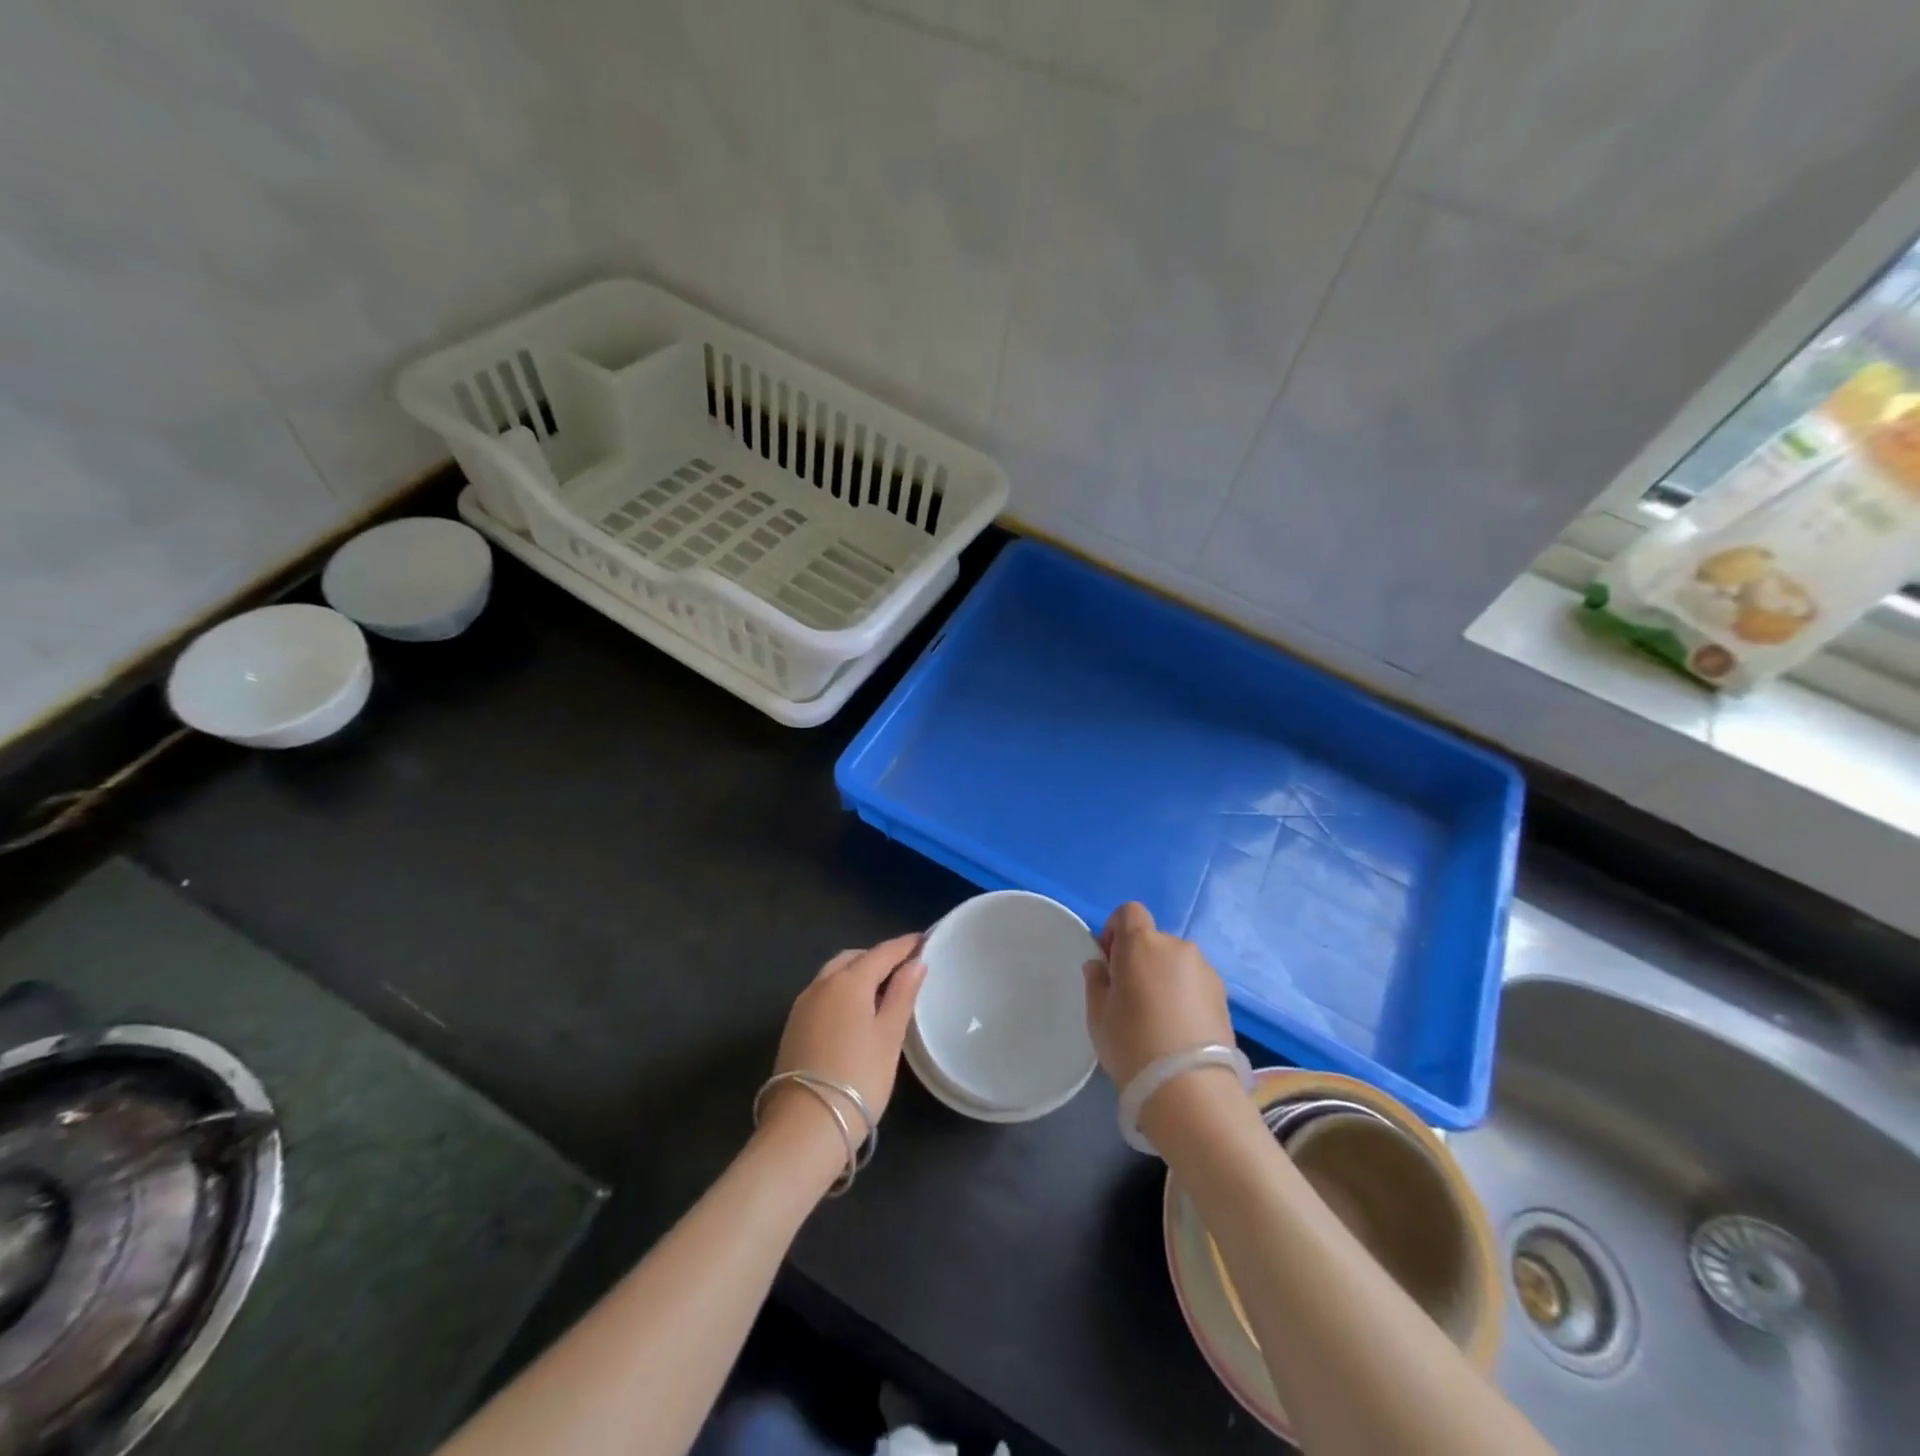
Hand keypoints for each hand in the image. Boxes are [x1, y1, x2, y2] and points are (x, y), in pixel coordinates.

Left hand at [766, 934, 925, 1144]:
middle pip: (853, 958)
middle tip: (903, 968)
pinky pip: (822, 993)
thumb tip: (916, 963)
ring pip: (833, 974)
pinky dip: (842, 990)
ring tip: (881, 989)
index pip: (881, 952)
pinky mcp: (793, 1026)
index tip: (923, 941)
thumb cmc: (858, 1079)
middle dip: (878, 957)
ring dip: (857, 973)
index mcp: (848, 981)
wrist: (804, 1128)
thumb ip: (902, 995)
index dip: (904, 945)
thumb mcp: (889, 1037)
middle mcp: (821, 984)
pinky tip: (855, 1011)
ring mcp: (802, 1005)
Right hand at [1083, 902, 1233, 1087]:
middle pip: (1153, 941)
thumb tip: (1101, 966)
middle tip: (1131, 997)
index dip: (1116, 930)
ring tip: (1158, 1018)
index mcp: (1142, 944)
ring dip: (1164, 977)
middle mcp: (1177, 947)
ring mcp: (1205, 970)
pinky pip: (1195, 983)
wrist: (1190, 1089)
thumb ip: (1096, 982)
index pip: (1129, 912)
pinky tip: (1179, 1029)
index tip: (1109, 962)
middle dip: (1140, 959)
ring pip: (1176, 963)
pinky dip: (1184, 995)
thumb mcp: (1098, 1015)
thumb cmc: (1132, 1044)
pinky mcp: (1224, 996)